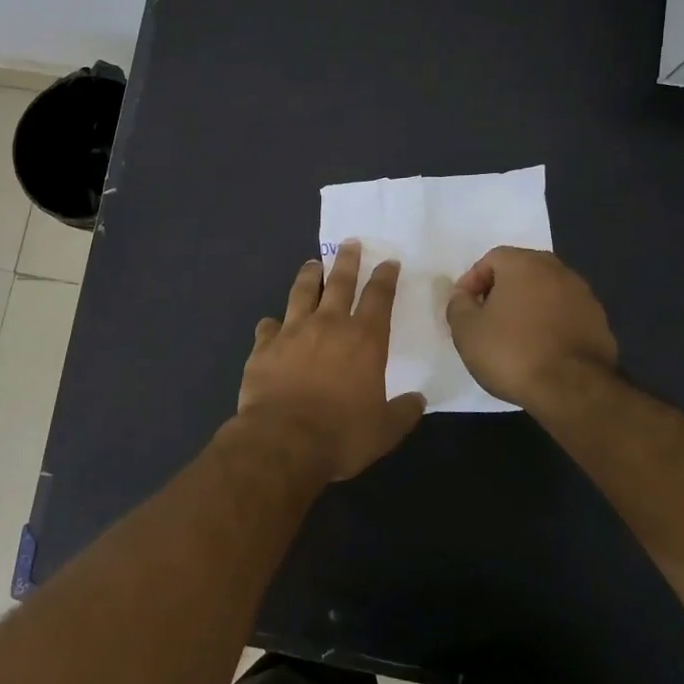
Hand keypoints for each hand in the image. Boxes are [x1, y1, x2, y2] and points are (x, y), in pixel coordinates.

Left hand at [234, 240, 426, 481]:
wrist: (283, 441)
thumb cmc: (341, 435)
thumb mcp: (384, 430)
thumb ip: (403, 412)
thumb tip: (419, 400)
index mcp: (364, 340)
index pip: (379, 297)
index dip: (385, 277)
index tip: (388, 261)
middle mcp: (328, 325)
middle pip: (339, 282)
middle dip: (347, 260)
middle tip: (349, 242)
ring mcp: (292, 331)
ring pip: (301, 292)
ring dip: (308, 276)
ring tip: (312, 264)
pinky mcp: (264, 346)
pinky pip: (268, 326)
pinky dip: (272, 324)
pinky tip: (271, 324)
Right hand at [445, 247, 617, 414]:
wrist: (573, 390)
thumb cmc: (512, 352)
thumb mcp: (466, 330)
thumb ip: (458, 305)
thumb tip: (464, 297)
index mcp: (524, 264)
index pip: (491, 259)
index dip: (472, 281)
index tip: (464, 308)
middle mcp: (558, 270)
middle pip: (521, 272)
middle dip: (501, 292)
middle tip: (486, 319)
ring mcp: (584, 296)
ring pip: (545, 293)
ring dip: (528, 308)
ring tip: (513, 338)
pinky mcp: (600, 323)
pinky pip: (565, 315)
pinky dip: (550, 325)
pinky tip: (540, 351)